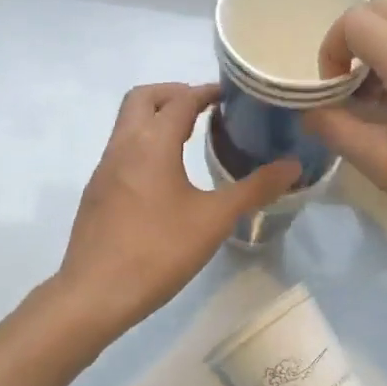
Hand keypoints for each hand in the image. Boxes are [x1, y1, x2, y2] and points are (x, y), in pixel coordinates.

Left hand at [45, 83, 299, 347]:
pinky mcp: (97, 190)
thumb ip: (255, 189)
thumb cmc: (158, 251)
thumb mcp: (214, 220)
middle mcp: (123, 144)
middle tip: (205, 108)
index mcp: (152, 143)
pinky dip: (145, 142)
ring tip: (190, 137)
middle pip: (144, 97)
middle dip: (174, 93)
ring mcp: (104, 167)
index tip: (231, 95)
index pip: (181, 99)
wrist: (94, 294)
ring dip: (156, 117)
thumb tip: (293, 166)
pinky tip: (165, 175)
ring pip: (128, 122)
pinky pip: (122, 148)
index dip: (206, 91)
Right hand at [304, 0, 386, 258]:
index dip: (331, 49)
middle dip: (354, 38)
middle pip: (384, 9)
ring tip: (380, 103)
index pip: (356, 21)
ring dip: (383, 49)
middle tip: (349, 85)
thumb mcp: (386, 165)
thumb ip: (339, 130)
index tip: (333, 91)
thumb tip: (311, 111)